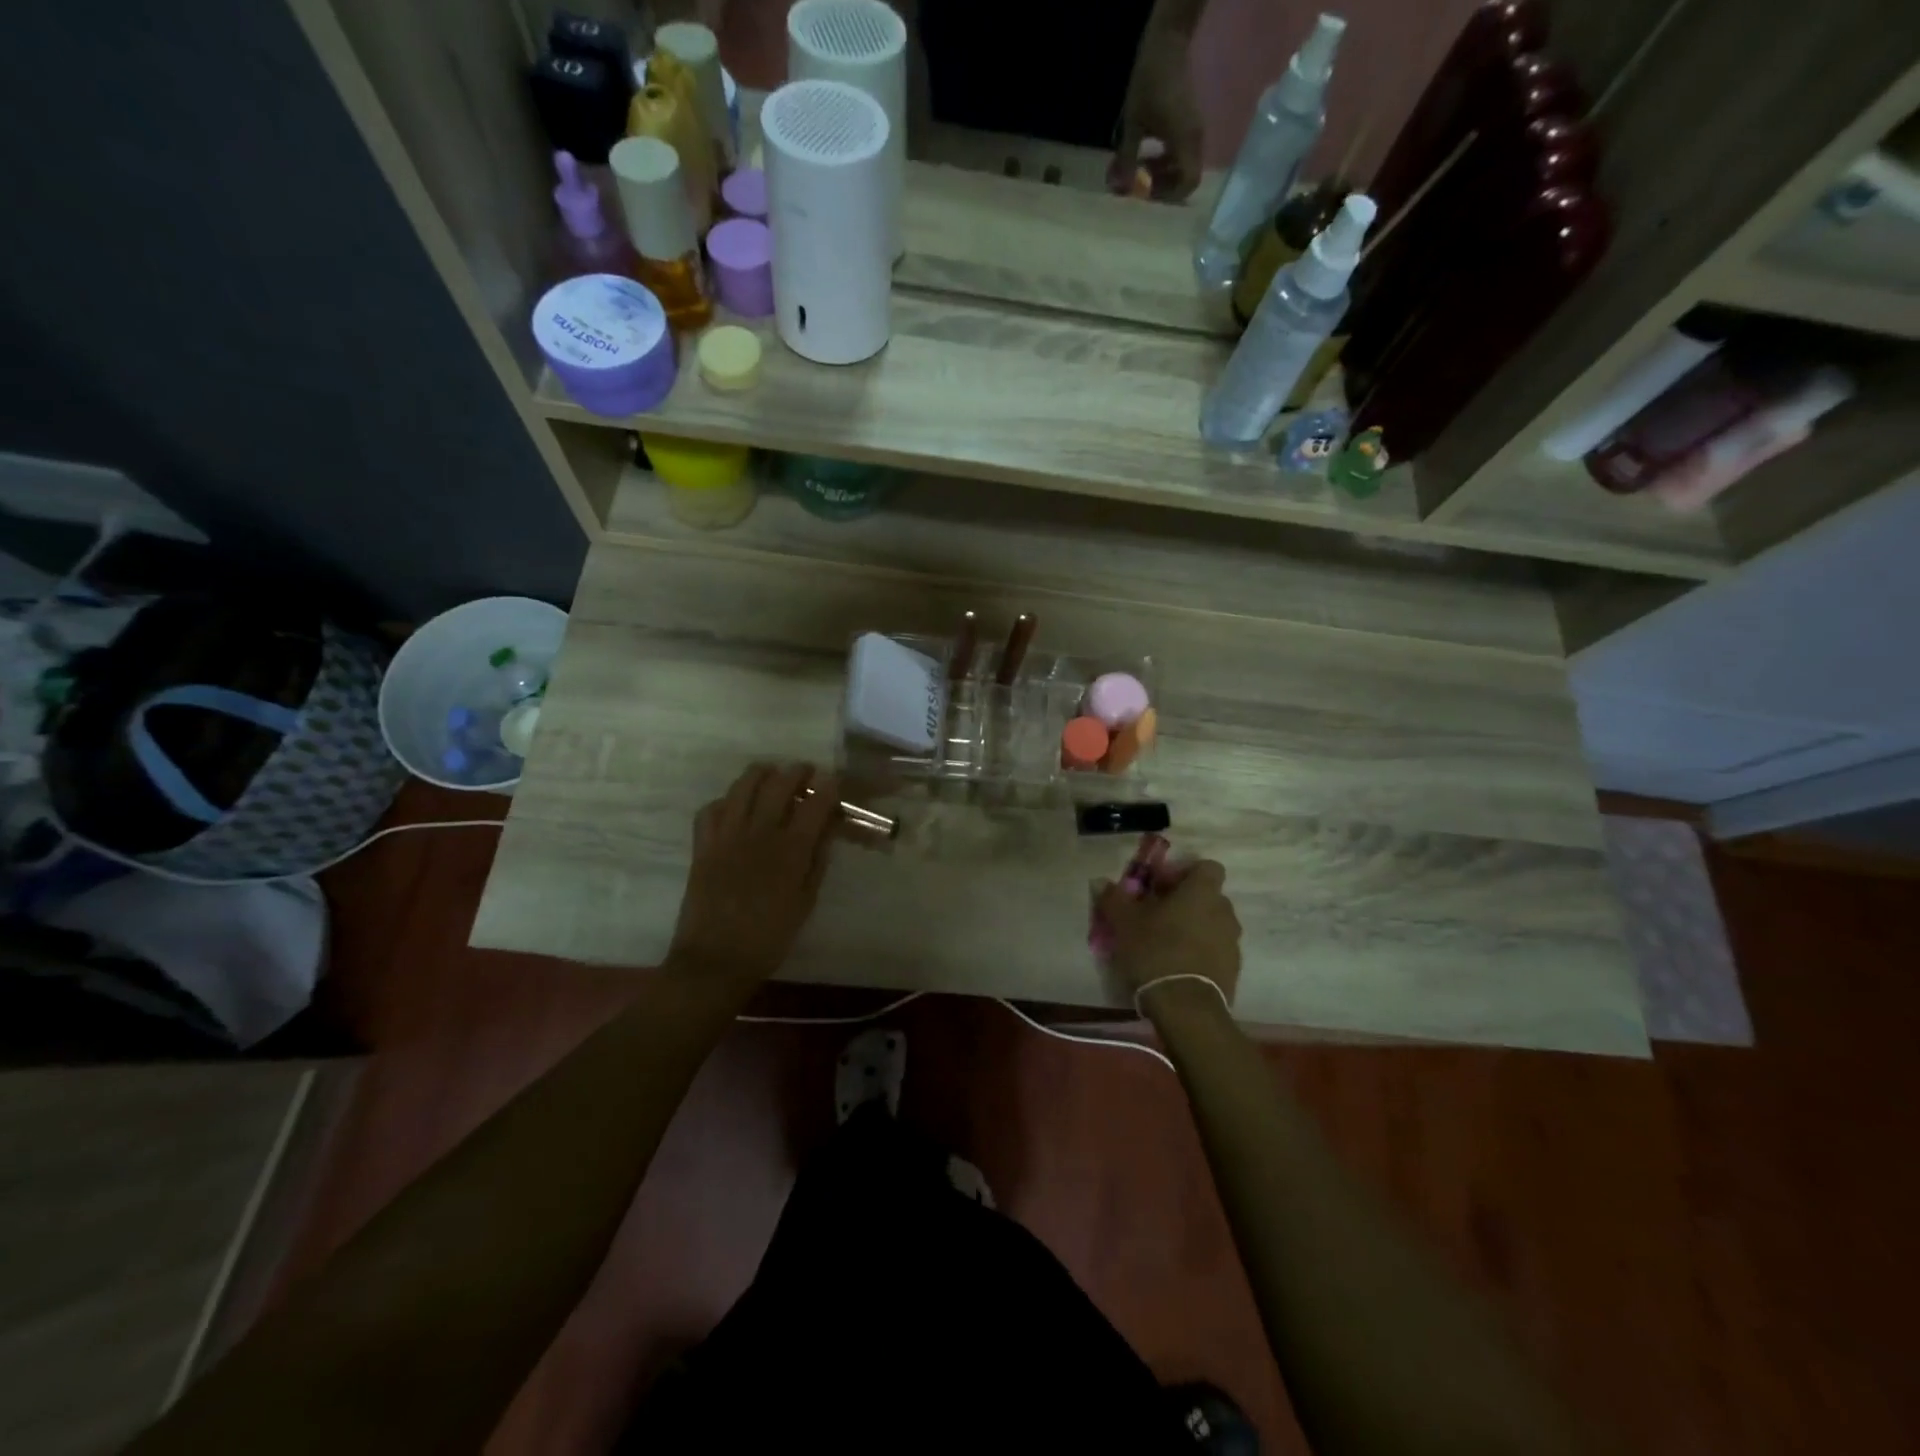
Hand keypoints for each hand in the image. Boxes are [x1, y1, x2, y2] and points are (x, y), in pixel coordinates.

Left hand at [667, 762, 840, 986]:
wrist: (715, 960)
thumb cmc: (769, 937)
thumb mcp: (805, 901)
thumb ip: (817, 861)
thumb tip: (827, 829)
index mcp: (790, 850)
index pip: (814, 804)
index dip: (827, 786)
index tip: (834, 778)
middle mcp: (759, 833)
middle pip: (778, 784)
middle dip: (796, 772)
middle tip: (805, 772)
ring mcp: (726, 836)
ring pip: (742, 787)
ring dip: (760, 774)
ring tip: (770, 774)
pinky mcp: (702, 845)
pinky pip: (711, 809)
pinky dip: (726, 800)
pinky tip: (734, 806)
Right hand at [1096, 859, 1241, 1009]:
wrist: (1186, 1006)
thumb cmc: (1155, 951)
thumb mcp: (1124, 922)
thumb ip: (1114, 898)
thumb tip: (1101, 882)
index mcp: (1202, 892)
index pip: (1206, 867)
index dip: (1183, 873)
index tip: (1159, 887)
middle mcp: (1224, 911)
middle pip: (1207, 896)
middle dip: (1184, 902)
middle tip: (1156, 915)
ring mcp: (1232, 942)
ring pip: (1212, 924)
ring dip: (1192, 927)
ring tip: (1165, 943)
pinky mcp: (1233, 969)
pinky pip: (1215, 950)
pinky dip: (1199, 951)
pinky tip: (1176, 966)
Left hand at [1111, 35, 1204, 200]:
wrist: (1166, 46)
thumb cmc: (1149, 83)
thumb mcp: (1133, 125)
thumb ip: (1126, 160)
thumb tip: (1119, 189)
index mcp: (1185, 140)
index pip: (1189, 181)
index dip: (1169, 194)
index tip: (1147, 192)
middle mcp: (1195, 139)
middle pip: (1186, 178)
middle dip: (1162, 186)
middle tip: (1140, 183)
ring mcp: (1193, 131)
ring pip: (1182, 167)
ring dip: (1162, 174)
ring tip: (1139, 169)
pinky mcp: (1188, 125)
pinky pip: (1180, 154)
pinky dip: (1165, 161)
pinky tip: (1146, 156)